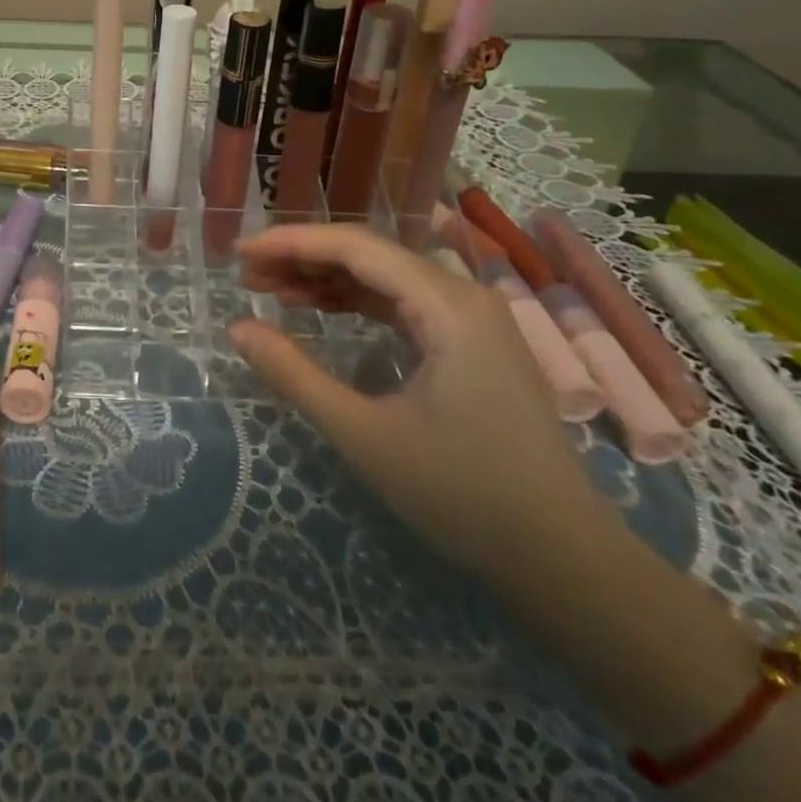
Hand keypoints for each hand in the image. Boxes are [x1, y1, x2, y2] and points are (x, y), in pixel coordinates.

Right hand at [231, 222, 612, 579]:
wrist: (563, 559)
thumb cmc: (463, 493)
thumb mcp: (364, 434)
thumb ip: (294, 375)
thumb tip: (237, 329)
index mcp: (447, 305)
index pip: (355, 247)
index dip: (291, 242)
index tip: (240, 252)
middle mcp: (463, 295)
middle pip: (369, 254)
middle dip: (303, 258)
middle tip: (248, 276)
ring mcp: (472, 317)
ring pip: (384, 275)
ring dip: (326, 278)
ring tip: (272, 291)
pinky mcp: (471, 341)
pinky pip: (402, 302)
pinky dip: (356, 301)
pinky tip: (321, 309)